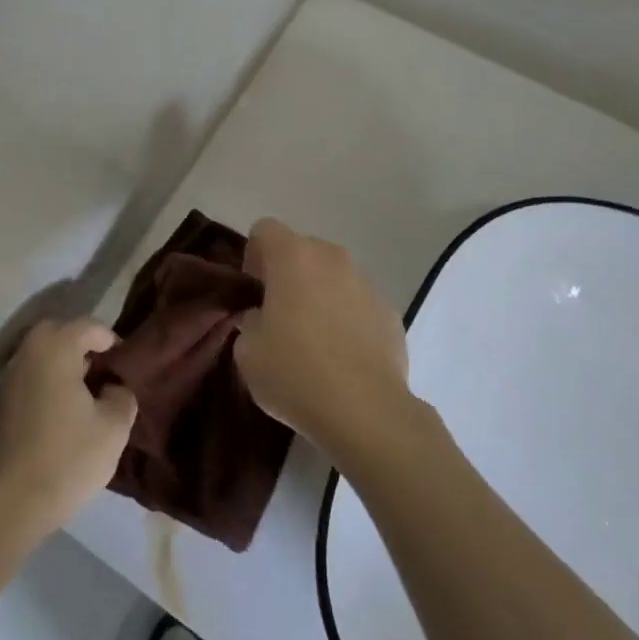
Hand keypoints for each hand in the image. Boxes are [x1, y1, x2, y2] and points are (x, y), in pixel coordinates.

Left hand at [0, 319, 138, 538]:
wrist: (11, 503)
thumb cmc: (68, 457)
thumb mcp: (114, 427)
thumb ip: (122, 396)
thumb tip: (113, 388)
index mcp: (56, 349)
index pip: (87, 326)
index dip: (110, 339)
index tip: (123, 363)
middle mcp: (27, 354)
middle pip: (56, 332)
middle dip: (80, 344)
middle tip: (100, 370)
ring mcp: (8, 380)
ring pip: (38, 355)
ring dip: (60, 364)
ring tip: (83, 394)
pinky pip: (28, 378)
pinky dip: (45, 383)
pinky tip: (60, 414)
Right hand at [235, 219, 415, 464]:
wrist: (365, 410)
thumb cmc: (295, 373)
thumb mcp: (248, 351)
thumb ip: (250, 322)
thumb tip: (263, 319)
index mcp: (293, 256)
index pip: (265, 229)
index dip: (254, 255)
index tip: (254, 291)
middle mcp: (333, 258)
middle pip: (303, 250)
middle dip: (288, 274)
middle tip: (278, 315)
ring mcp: (367, 283)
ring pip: (334, 276)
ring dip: (320, 294)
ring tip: (314, 339)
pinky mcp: (390, 312)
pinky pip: (359, 303)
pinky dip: (347, 318)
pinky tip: (343, 356)